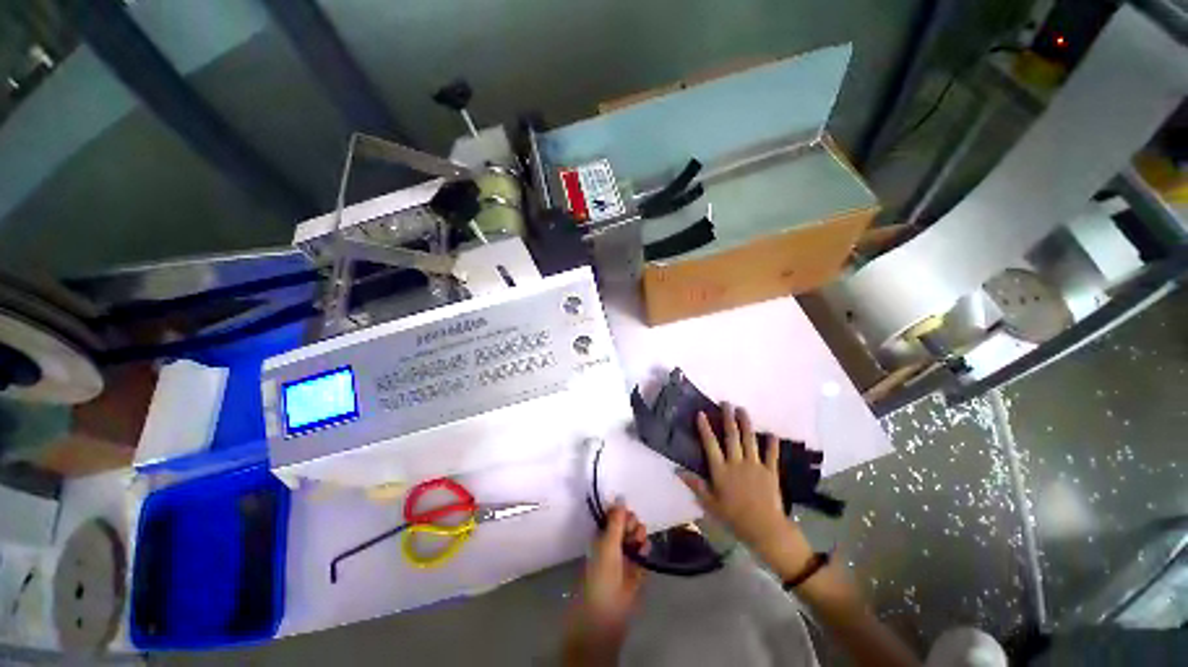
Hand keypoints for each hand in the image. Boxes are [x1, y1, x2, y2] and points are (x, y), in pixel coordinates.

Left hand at [563, 501, 648, 662]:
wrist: (607, 612)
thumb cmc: (602, 573)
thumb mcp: (608, 542)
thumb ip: (616, 520)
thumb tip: (620, 496)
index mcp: (601, 536)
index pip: (613, 516)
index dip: (621, 513)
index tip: (626, 514)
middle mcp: (612, 544)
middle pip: (626, 525)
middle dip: (631, 523)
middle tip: (632, 530)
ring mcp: (625, 558)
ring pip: (635, 538)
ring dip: (639, 535)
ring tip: (638, 541)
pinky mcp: (636, 571)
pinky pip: (643, 554)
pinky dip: (644, 549)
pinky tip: (645, 550)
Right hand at [677, 403, 812, 578]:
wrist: (765, 529)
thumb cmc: (734, 517)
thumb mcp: (710, 503)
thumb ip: (695, 485)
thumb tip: (677, 470)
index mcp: (721, 470)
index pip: (710, 444)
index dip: (705, 428)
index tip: (701, 413)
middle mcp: (737, 462)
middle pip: (732, 436)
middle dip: (728, 418)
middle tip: (726, 403)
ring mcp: (755, 465)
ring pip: (749, 440)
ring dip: (746, 424)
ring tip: (742, 410)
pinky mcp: (770, 472)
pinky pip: (771, 454)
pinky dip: (772, 444)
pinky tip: (772, 434)